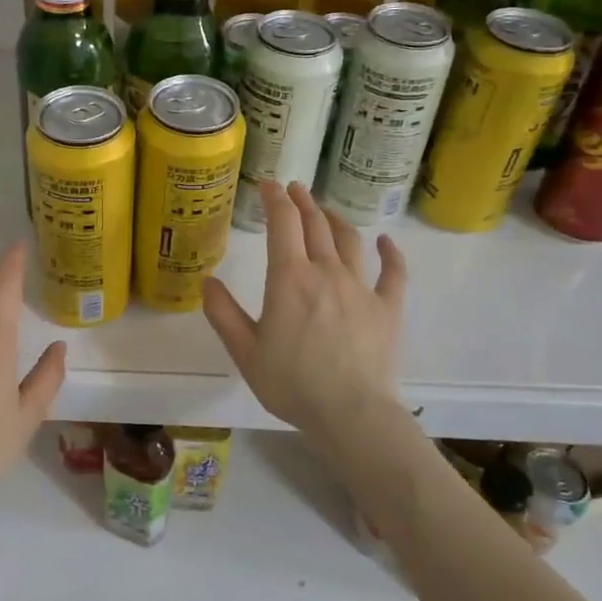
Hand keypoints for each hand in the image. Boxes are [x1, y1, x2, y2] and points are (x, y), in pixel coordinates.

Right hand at [202, 181, 406, 449]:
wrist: (351, 415)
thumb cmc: (292, 384)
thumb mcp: (245, 351)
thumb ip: (223, 313)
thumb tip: (208, 281)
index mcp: (289, 278)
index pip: (282, 223)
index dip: (274, 199)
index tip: (267, 185)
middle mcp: (326, 272)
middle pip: (315, 224)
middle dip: (302, 201)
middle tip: (293, 189)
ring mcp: (361, 287)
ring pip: (350, 240)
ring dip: (335, 219)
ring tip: (325, 211)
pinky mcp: (388, 308)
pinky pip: (393, 273)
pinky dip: (390, 253)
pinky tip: (386, 242)